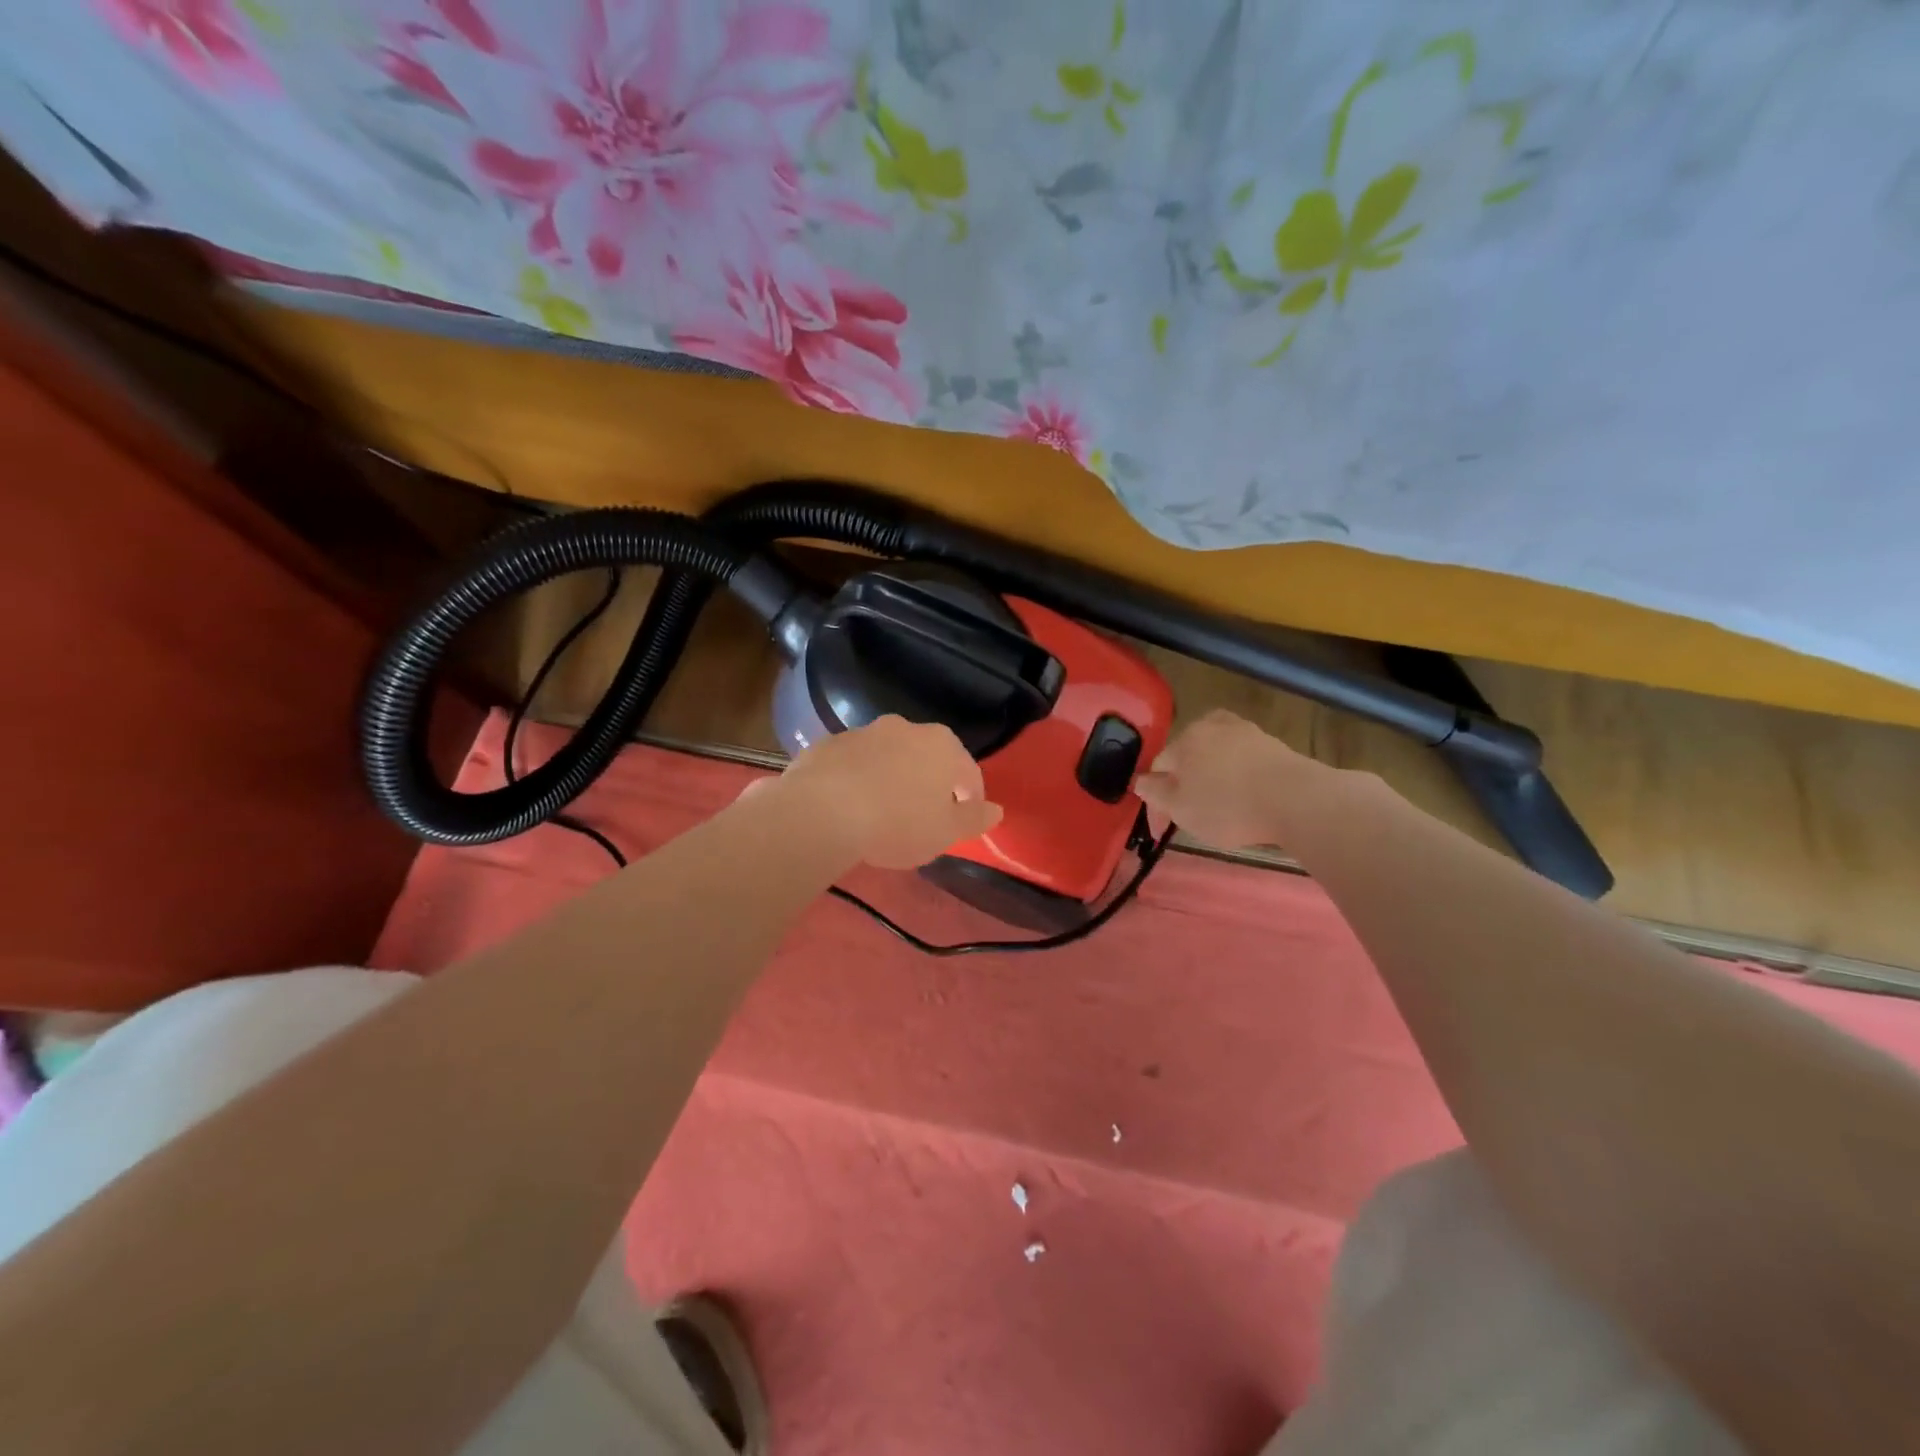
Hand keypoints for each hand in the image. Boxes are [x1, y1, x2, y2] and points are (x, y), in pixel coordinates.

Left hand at [772, 716, 1003, 869]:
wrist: (822, 811)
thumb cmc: (897, 823)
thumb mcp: (945, 832)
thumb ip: (974, 819)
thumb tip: (997, 811)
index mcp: (942, 745)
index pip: (969, 772)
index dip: (971, 799)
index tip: (964, 822)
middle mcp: (906, 728)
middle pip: (928, 758)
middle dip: (929, 783)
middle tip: (923, 816)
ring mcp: (864, 732)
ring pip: (889, 757)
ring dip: (892, 777)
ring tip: (882, 812)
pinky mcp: (829, 743)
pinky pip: (853, 763)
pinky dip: (858, 778)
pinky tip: (849, 805)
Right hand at [1133, 710, 1310, 849]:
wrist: (1298, 799)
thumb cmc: (1228, 805)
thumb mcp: (1180, 808)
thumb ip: (1155, 793)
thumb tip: (1141, 782)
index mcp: (1184, 738)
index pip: (1158, 768)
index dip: (1155, 801)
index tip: (1161, 831)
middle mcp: (1212, 726)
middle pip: (1188, 756)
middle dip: (1184, 784)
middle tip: (1189, 815)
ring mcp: (1247, 732)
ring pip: (1217, 756)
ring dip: (1212, 779)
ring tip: (1218, 806)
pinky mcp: (1274, 745)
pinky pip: (1244, 761)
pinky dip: (1238, 778)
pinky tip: (1246, 798)